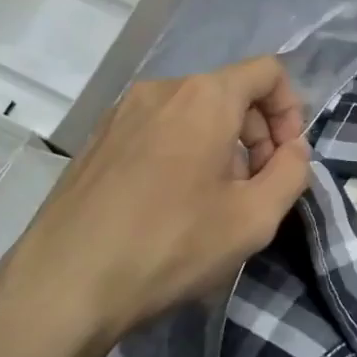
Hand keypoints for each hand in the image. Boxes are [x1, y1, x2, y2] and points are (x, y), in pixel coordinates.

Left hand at [0, 56, 311, 356]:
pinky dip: (183, 152)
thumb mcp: (254, 218)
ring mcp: (122, 112)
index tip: (287, 159)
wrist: (64, 285)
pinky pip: (159, 129)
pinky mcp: (97, 139)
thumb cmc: (170, 245)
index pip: (267, 72)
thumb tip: (292, 149)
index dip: (291, 111)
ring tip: (215, 202)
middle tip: (257, 188)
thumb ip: (292, 173)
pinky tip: (173, 205)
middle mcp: (162, 89)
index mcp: (205, 96)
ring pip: (193, 113)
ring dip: (222, 146)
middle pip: (230, 92)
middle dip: (257, 134)